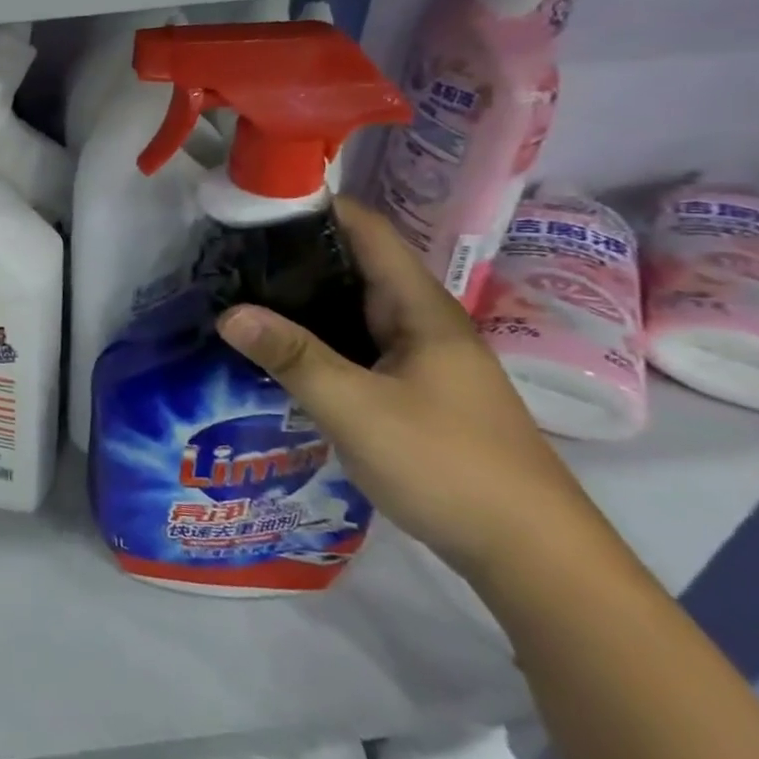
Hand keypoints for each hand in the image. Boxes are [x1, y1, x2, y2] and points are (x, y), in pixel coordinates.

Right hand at [217, 197, 603, 581]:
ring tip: (240, 295)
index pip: (366, 230)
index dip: (315, 208)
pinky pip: (355, 346)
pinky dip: (316, 338)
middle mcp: (421, 322)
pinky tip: (279, 352)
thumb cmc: (446, 464)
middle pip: (354, 266)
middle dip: (294, 255)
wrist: (530, 554)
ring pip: (351, 310)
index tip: (254, 204)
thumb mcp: (356, 407)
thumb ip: (292, 357)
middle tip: (228, 255)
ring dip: (302, 300)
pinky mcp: (413, 391)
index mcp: (419, 308)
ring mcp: (420, 359)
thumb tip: (228, 313)